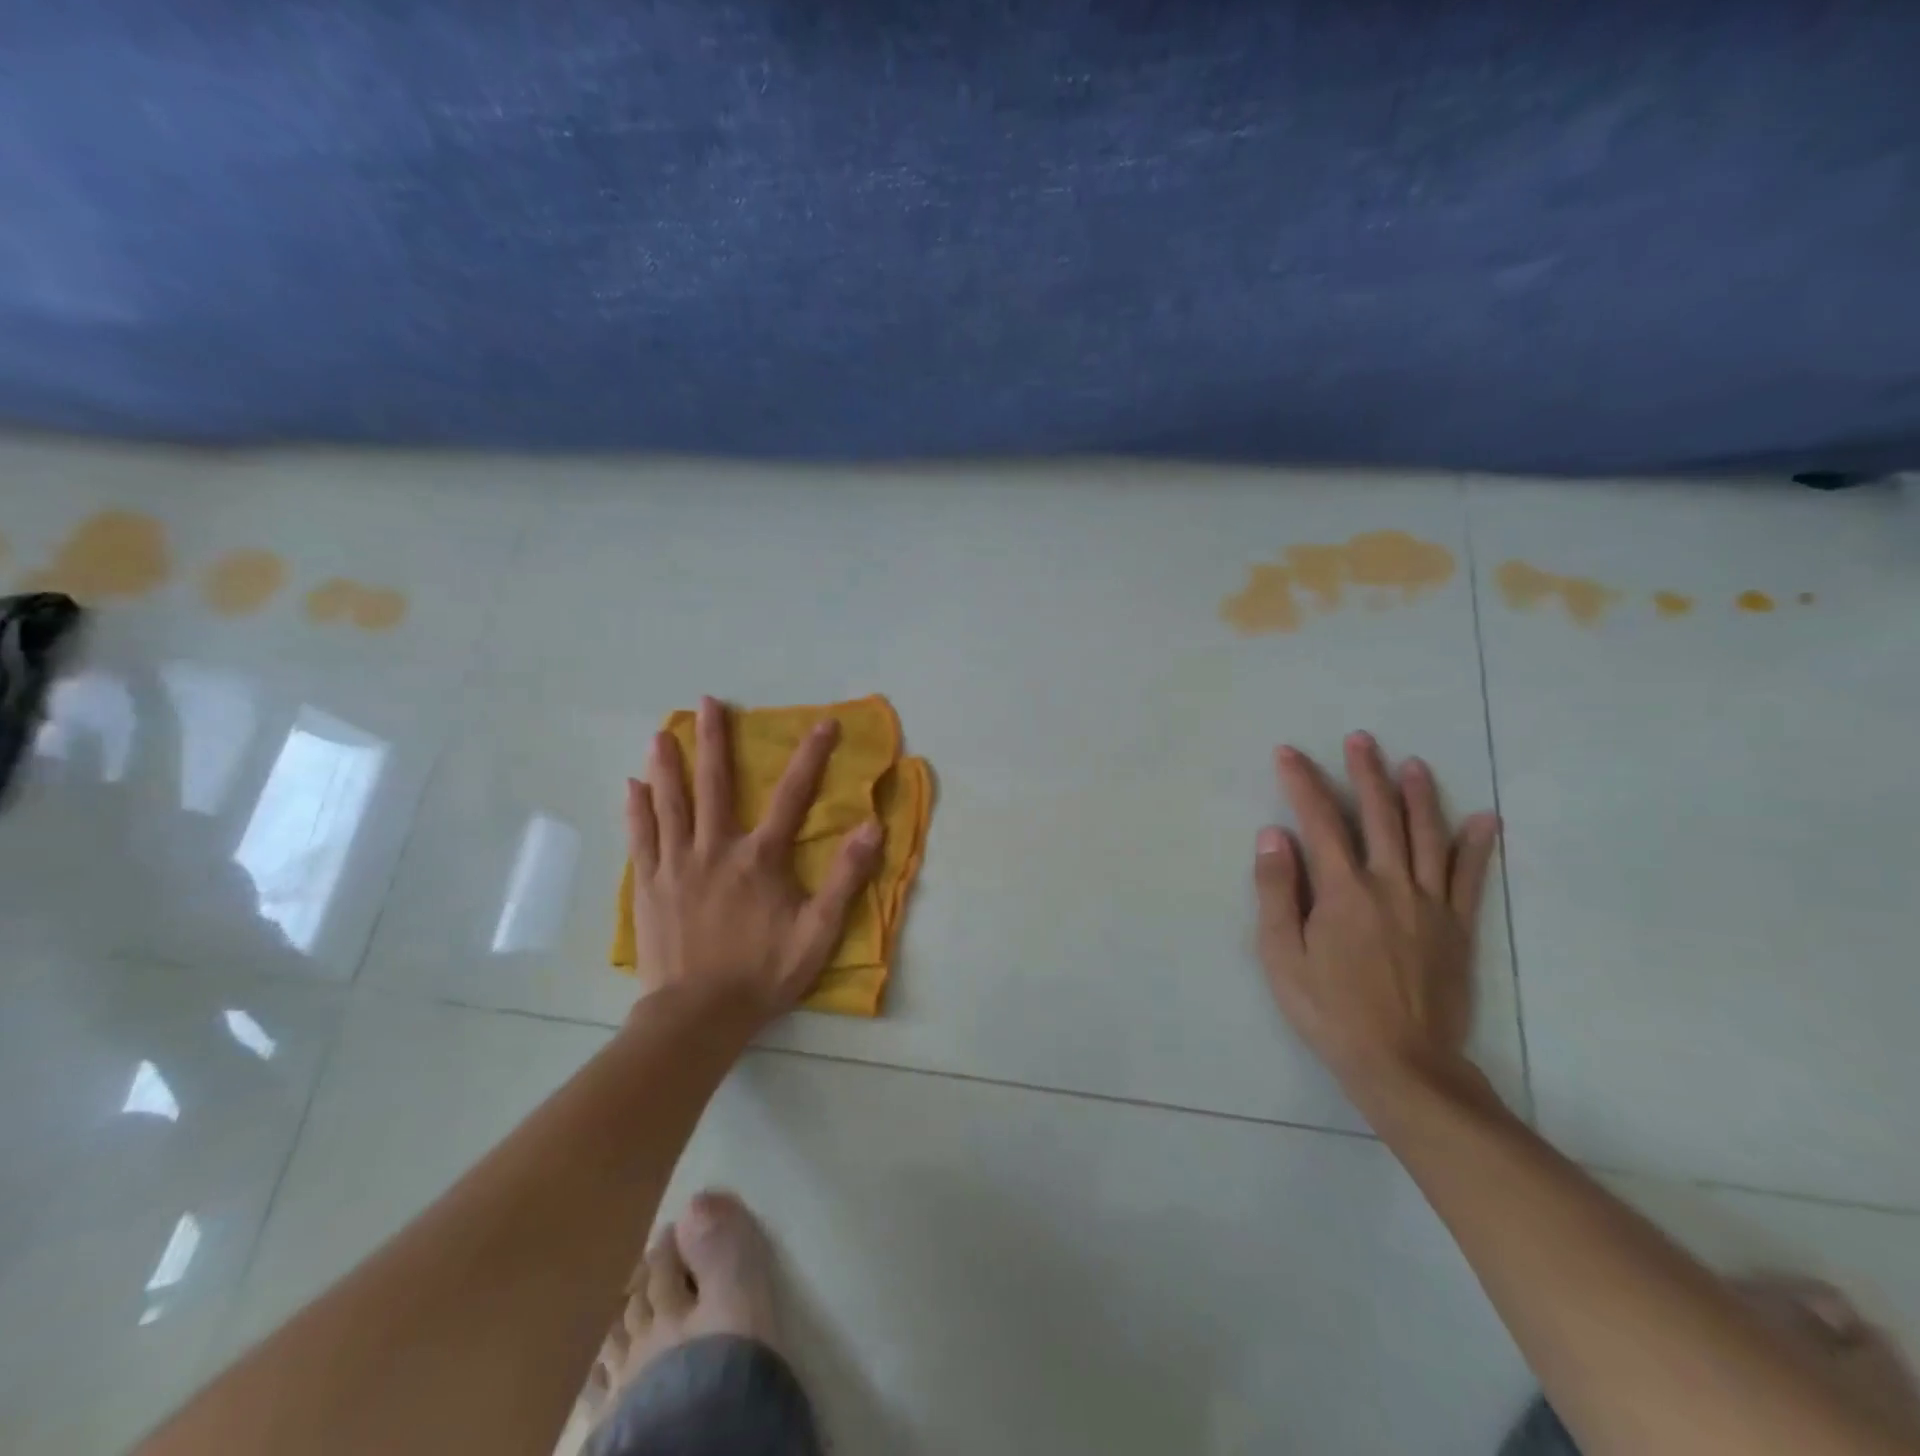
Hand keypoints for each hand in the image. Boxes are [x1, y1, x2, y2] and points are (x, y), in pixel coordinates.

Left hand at [626, 696, 881, 1021]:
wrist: (698, 1016)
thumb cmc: (763, 973)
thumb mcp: (818, 931)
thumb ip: (846, 878)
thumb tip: (872, 827)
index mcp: (760, 857)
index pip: (793, 795)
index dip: (812, 756)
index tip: (823, 722)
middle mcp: (716, 848)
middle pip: (715, 785)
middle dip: (713, 740)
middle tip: (707, 702)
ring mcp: (676, 865)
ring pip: (671, 803)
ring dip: (668, 764)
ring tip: (662, 732)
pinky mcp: (649, 886)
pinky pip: (641, 838)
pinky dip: (637, 809)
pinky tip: (632, 786)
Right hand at [1254, 731, 1499, 1103]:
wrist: (1401, 1064)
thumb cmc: (1328, 1010)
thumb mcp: (1281, 955)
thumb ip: (1276, 891)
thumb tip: (1274, 835)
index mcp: (1343, 891)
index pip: (1320, 821)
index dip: (1303, 783)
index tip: (1289, 753)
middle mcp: (1390, 885)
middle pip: (1380, 817)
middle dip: (1366, 774)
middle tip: (1361, 739)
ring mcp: (1430, 905)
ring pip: (1427, 837)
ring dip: (1419, 796)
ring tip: (1413, 763)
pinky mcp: (1457, 928)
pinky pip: (1470, 878)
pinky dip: (1477, 846)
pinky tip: (1484, 818)